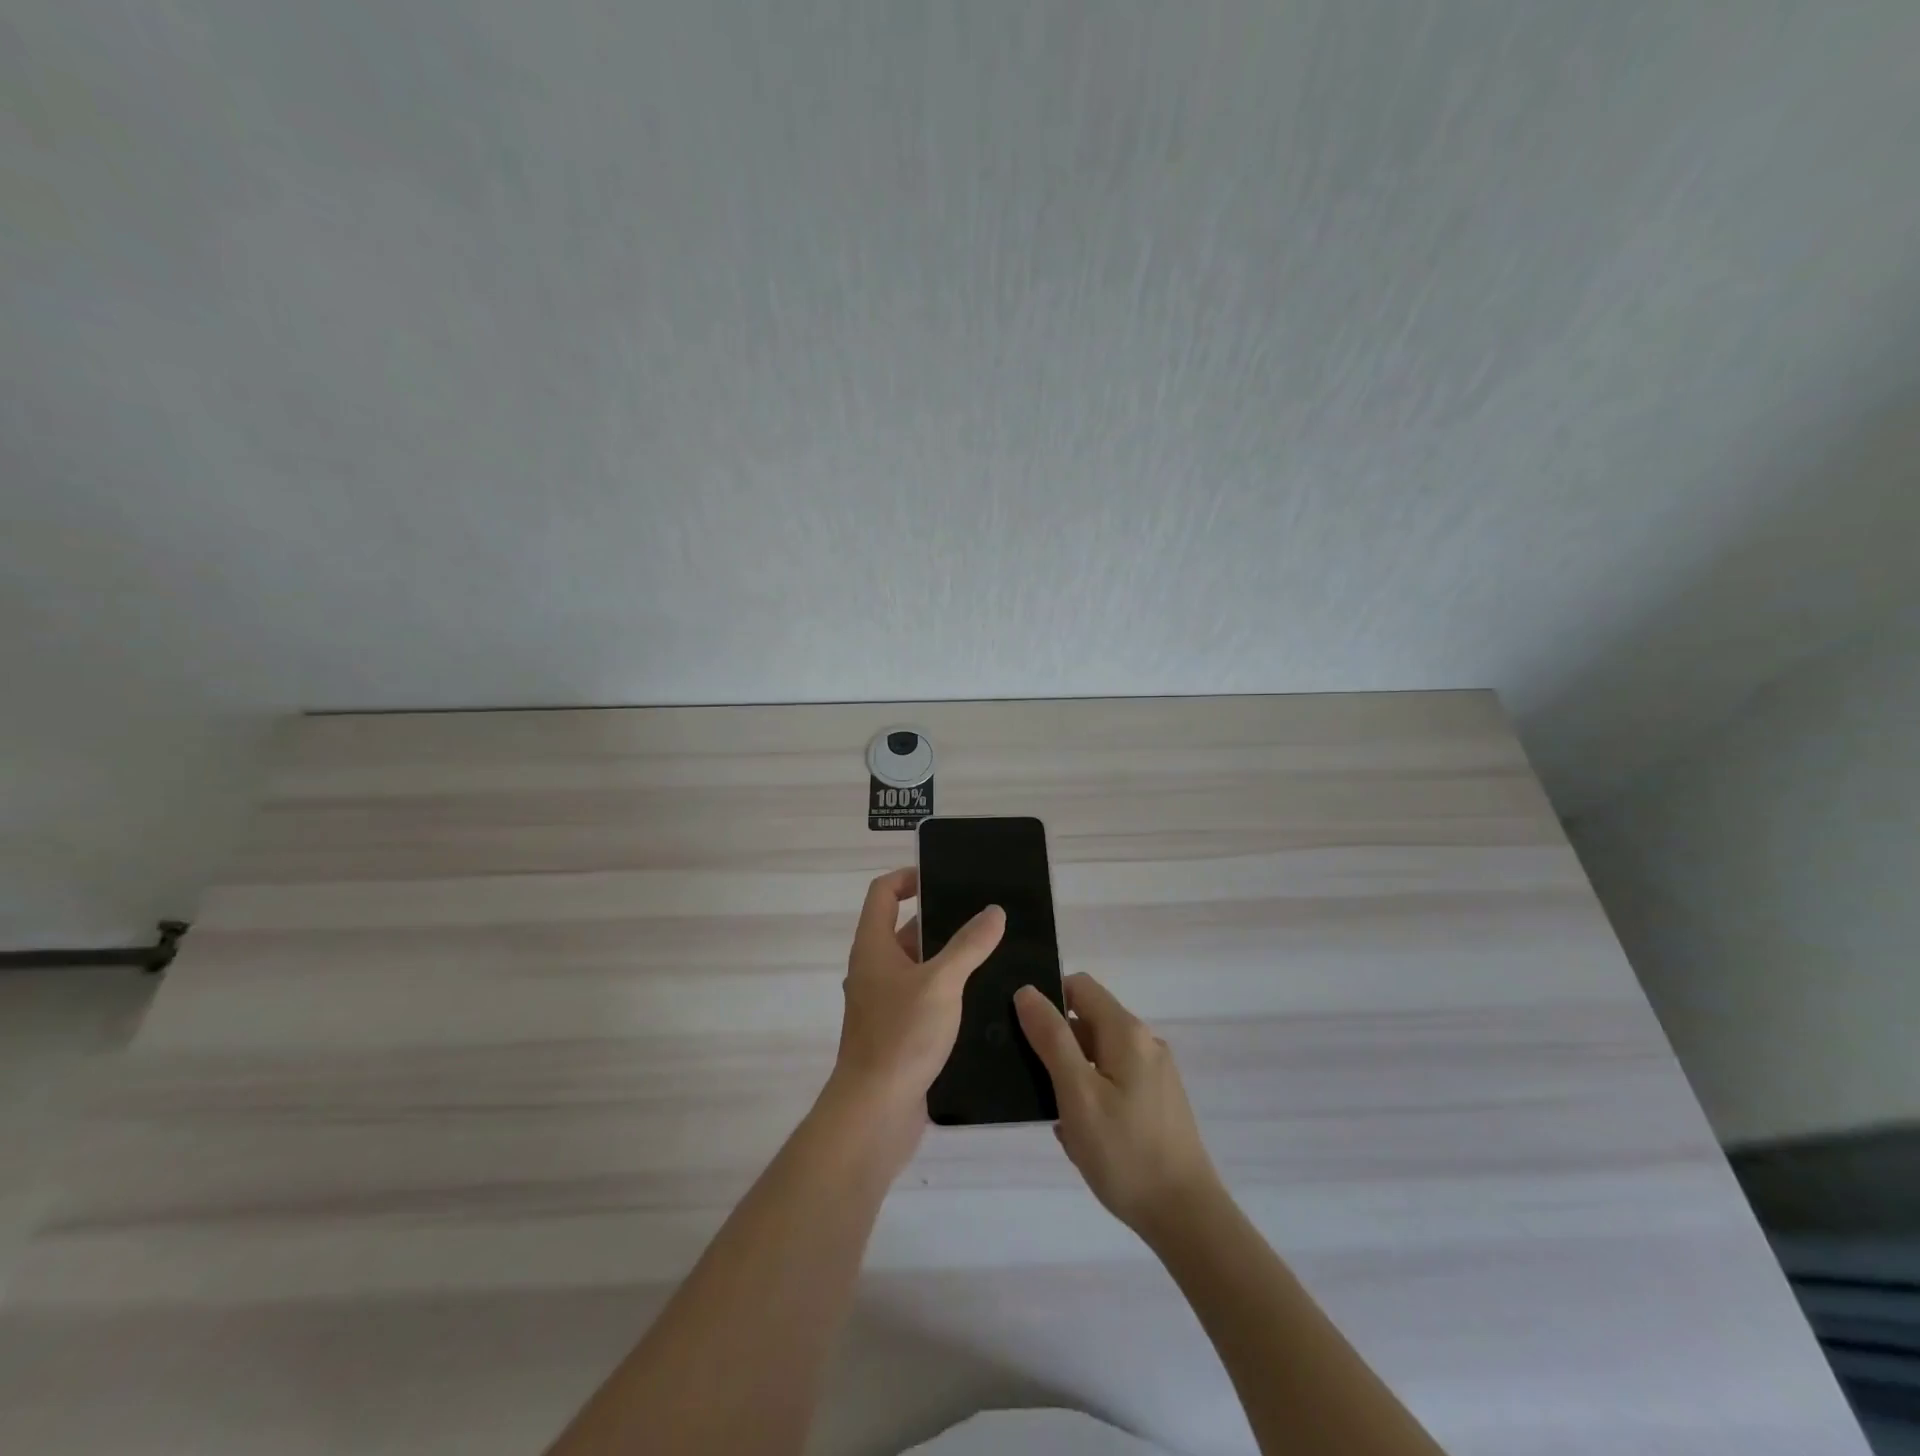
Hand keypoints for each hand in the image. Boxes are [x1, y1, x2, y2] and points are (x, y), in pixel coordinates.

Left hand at [829, 868, 1005, 1133]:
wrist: (874, 1113)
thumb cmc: (901, 1036)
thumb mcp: (941, 982)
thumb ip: (969, 945)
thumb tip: (994, 911)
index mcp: (873, 946)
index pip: (883, 892)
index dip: (909, 876)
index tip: (944, 878)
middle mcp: (874, 969)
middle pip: (904, 928)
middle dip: (942, 919)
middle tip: (985, 917)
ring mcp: (884, 1003)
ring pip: (919, 967)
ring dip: (949, 958)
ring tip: (994, 953)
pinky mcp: (898, 1033)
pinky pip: (924, 999)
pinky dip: (948, 992)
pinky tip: (982, 998)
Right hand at [1014, 973, 1222, 1237]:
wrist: (1186, 1218)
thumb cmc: (1125, 1152)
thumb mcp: (1077, 1093)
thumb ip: (1051, 1038)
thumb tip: (1026, 991)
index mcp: (1126, 1032)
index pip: (1079, 987)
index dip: (1047, 999)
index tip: (1022, 1030)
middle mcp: (1145, 1043)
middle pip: (1088, 1021)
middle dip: (1057, 1045)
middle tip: (1034, 1084)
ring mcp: (1155, 1073)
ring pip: (1099, 1055)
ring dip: (1072, 1076)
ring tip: (1056, 1116)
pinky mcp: (1158, 1101)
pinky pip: (1113, 1081)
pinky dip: (1091, 1096)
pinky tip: (1081, 1135)